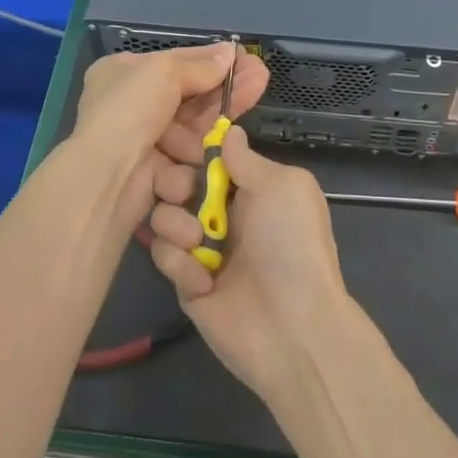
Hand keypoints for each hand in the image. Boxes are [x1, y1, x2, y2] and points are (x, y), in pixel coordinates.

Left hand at [69, 42, 268, 231]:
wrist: (107, 176)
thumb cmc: (130, 111)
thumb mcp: (165, 72)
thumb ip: (200, 66)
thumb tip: (229, 52)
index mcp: (122, 73)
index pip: (175, 62)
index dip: (211, 60)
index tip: (243, 57)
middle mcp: (130, 105)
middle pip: (189, 96)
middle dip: (225, 88)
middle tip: (261, 76)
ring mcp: (142, 142)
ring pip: (192, 129)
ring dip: (217, 122)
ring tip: (246, 108)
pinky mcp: (154, 174)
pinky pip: (186, 160)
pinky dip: (201, 156)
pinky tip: (224, 147)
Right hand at [148, 126, 350, 403]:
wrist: (292, 326)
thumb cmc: (291, 243)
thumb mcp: (283, 186)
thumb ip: (246, 159)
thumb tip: (229, 131)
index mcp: (252, 188)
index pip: (209, 158)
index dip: (189, 148)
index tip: (170, 139)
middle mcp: (225, 214)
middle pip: (178, 183)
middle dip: (172, 182)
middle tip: (183, 193)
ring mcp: (204, 250)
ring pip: (164, 218)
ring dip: (174, 223)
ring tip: (197, 240)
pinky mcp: (187, 284)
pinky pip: (165, 257)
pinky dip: (180, 263)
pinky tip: (203, 280)